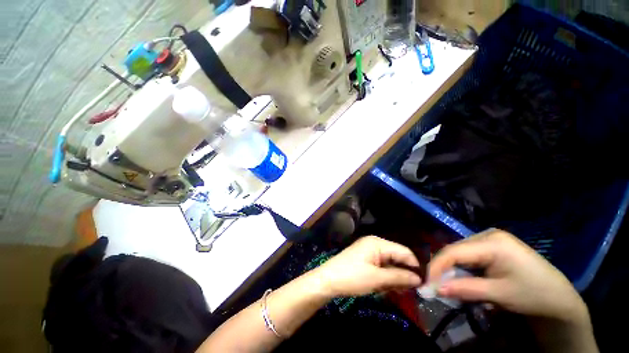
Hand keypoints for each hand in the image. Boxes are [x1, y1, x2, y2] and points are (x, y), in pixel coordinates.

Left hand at [312, 236, 421, 296]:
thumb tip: (418, 279)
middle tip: (409, 291)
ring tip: (396, 291)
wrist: (328, 280)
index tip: (423, 284)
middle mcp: (374, 243)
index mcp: (377, 243)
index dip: (414, 267)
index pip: (404, 252)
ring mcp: (369, 250)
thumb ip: (399, 277)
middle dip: (403, 273)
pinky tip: (386, 287)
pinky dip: (386, 276)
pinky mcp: (365, 258)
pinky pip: (381, 265)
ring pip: (389, 262)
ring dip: (394, 276)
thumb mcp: (377, 279)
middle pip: (397, 256)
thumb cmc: (352, 277)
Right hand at [428, 229, 588, 324]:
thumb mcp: (498, 294)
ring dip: (452, 269)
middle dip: (444, 269)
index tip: (428, 285)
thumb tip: (435, 289)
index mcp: (492, 242)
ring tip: (450, 285)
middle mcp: (487, 234)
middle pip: (455, 250)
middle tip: (438, 287)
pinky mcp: (493, 245)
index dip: (437, 267)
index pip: (454, 251)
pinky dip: (463, 268)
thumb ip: (464, 289)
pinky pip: (469, 254)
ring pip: (460, 252)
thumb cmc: (532, 295)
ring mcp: (490, 238)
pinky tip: (464, 278)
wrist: (559, 297)